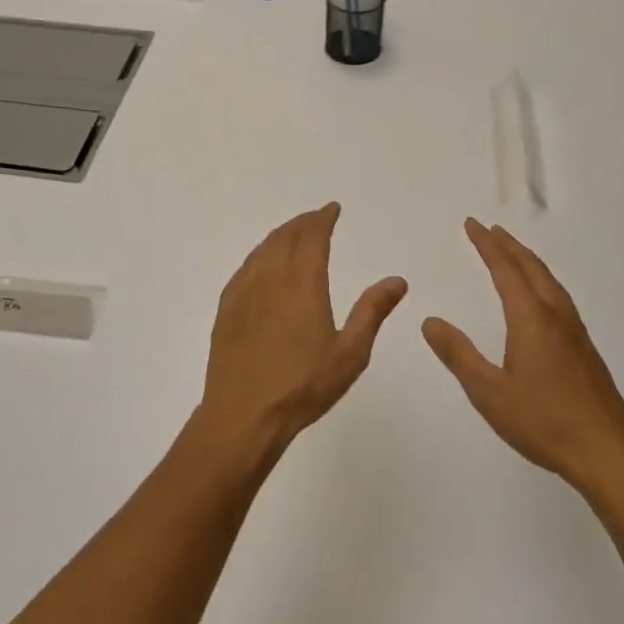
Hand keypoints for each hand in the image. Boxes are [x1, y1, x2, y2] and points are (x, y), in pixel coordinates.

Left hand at [196, 204, 407, 465]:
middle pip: (286, 237)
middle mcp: (271, 278)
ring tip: (292, 233)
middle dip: (303, 223)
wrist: (243, 415)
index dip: (323, 219)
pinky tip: (262, 264)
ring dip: (280, 235)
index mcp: (303, 284)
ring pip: (263, 249)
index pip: (313, 238)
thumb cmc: (303, 387)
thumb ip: (372, 312)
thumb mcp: (350, 353)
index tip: (331, 209)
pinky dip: (259, 254)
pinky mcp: (227, 308)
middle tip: (316, 218)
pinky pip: (245, 267)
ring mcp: (244, 292)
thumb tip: (397, 280)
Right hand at [423, 219, 623, 493]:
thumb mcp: (489, 392)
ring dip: (528, 260)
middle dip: (508, 245)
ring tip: (513, 252)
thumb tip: (430, 322)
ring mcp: (575, 332)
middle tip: (490, 229)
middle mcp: (556, 316)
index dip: (487, 245)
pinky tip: (540, 296)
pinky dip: (541, 279)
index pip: (506, 269)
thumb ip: (459, 355)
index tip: (472, 224)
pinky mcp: (585, 348)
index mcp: (531, 319)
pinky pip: (558, 296)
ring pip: (549, 281)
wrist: (608, 453)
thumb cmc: (544, 422)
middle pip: (531, 268)